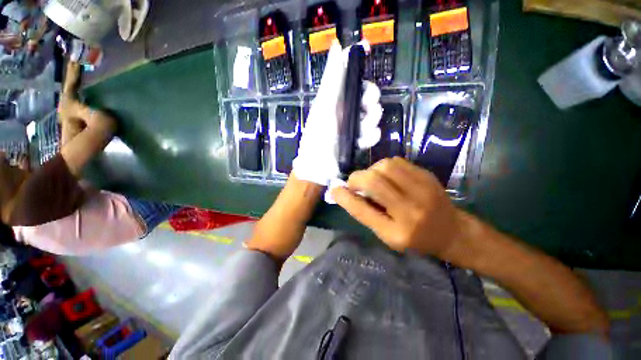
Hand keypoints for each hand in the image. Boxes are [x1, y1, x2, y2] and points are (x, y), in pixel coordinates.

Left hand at [292, 41, 382, 186]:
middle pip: (366, 95)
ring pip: (373, 114)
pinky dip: (370, 137)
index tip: (368, 52)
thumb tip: (338, 46)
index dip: (358, 64)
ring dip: (371, 121)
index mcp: (334, 100)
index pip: (349, 76)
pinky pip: (372, 133)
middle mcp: (344, 110)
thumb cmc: (318, 137)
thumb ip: (333, 80)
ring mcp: (352, 127)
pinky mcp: (358, 141)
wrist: (320, 169)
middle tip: (370, 107)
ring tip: (363, 131)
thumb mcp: (324, 107)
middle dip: (371, 99)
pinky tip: (363, 142)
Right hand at [331, 157, 464, 258]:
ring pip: (385, 166)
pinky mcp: (427, 175)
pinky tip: (386, 176)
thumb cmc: (415, 238)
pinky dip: (384, 166)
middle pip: (374, 181)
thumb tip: (345, 193)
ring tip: (372, 180)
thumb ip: (366, 214)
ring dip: (371, 171)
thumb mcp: (387, 235)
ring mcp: (422, 189)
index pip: (363, 211)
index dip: (345, 198)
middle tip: (355, 184)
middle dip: (357, 179)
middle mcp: (411, 210)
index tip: (335, 190)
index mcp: (397, 232)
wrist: (451, 231)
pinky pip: (396, 161)